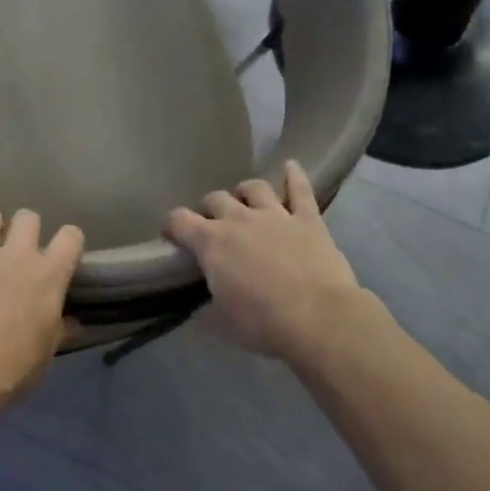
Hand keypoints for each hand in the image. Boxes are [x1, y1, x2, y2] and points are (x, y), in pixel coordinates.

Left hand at [0, 204, 84, 417]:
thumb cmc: (12, 367)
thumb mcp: (45, 353)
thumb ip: (59, 331)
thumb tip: (74, 324)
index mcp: (49, 275)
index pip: (70, 236)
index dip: (67, 242)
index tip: (61, 253)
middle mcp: (19, 254)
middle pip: (29, 217)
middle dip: (25, 228)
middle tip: (17, 248)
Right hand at [165, 161, 385, 364]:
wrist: (318, 318)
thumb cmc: (262, 323)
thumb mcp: (222, 323)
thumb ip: (206, 311)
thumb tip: (198, 312)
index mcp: (211, 243)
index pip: (178, 220)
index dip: (171, 225)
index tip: (171, 235)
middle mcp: (239, 219)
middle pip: (216, 199)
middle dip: (209, 209)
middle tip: (213, 225)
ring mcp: (275, 215)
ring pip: (254, 187)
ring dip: (245, 192)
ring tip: (246, 200)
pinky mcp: (308, 219)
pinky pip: (300, 189)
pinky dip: (294, 176)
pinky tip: (290, 166)